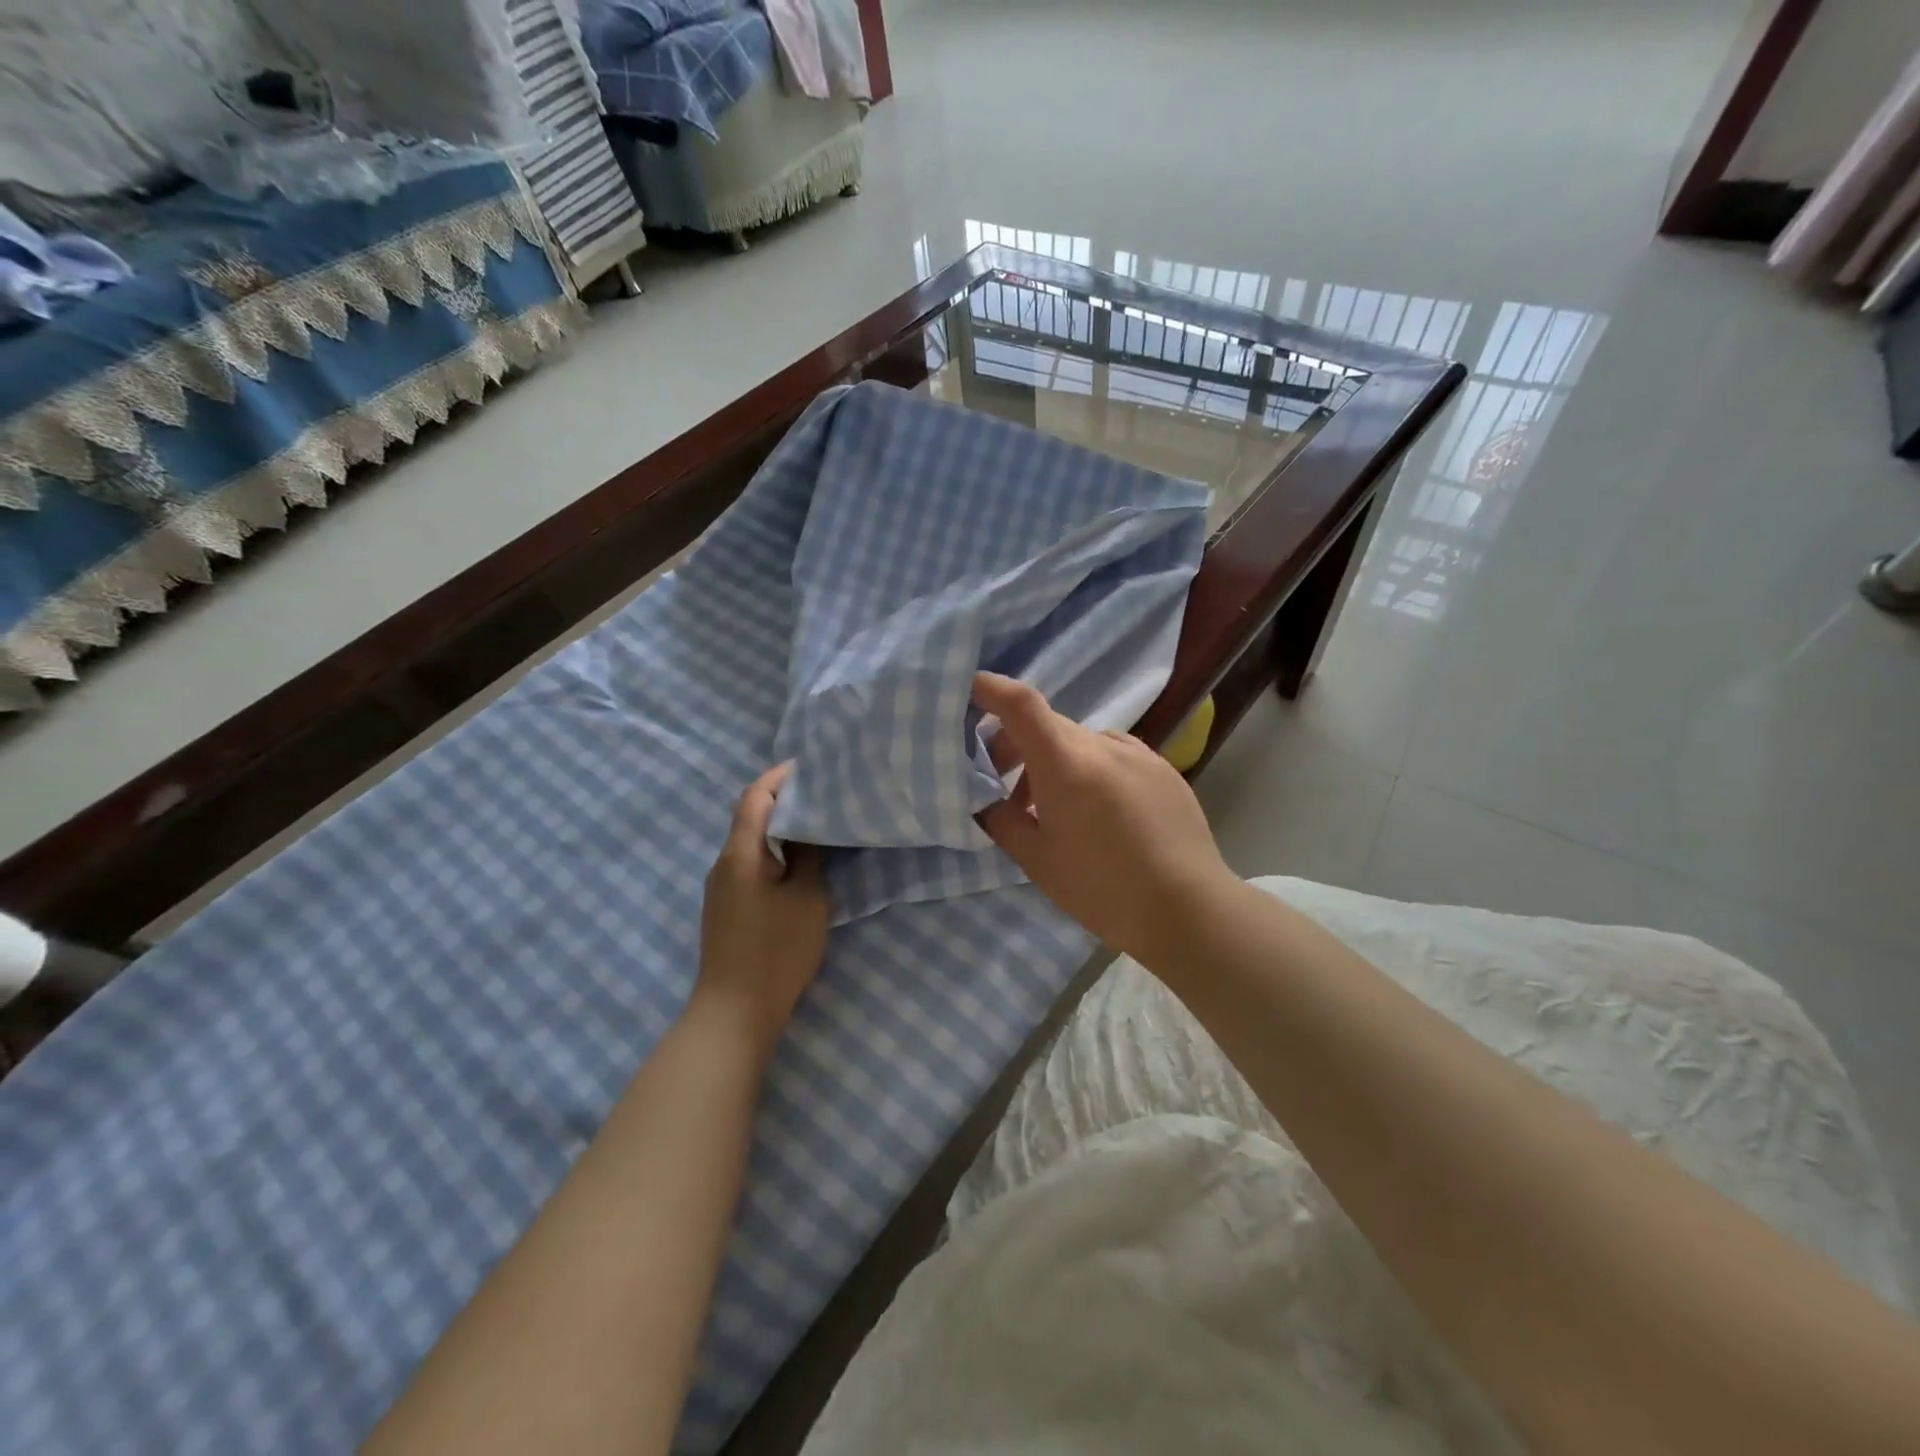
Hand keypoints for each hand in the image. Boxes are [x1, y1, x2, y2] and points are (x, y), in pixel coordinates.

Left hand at [694, 763, 829, 1058]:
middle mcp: (723, 864)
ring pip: (750, 842)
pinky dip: (773, 852)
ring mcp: (720, 888)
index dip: (779, 776)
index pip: (754, 797)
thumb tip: (806, 826)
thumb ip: (807, 856)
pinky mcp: (726, 908)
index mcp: (740, 853)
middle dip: (782, 800)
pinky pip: (749, 864)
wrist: (733, 1013)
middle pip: (749, 817)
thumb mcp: (806, 898)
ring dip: (778, 828)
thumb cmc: (776, 950)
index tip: (809, 767)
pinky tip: (797, 862)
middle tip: (821, 794)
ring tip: (815, 823)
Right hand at [974, 672, 1234, 962]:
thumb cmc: (1102, 887)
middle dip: (1018, 747)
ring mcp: (1138, 753)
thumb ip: (1001, 822)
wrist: (1188, 908)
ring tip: (1058, 810)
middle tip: (1006, 788)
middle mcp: (1102, 744)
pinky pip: (1114, 756)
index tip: (972, 688)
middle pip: (1049, 727)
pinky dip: (1093, 771)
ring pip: (1082, 743)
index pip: (1022, 704)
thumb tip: (986, 801)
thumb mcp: (1037, 861)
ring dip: (1058, 763)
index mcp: (1065, 763)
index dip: (993, 689)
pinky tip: (1102, 814)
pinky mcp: (1163, 768)